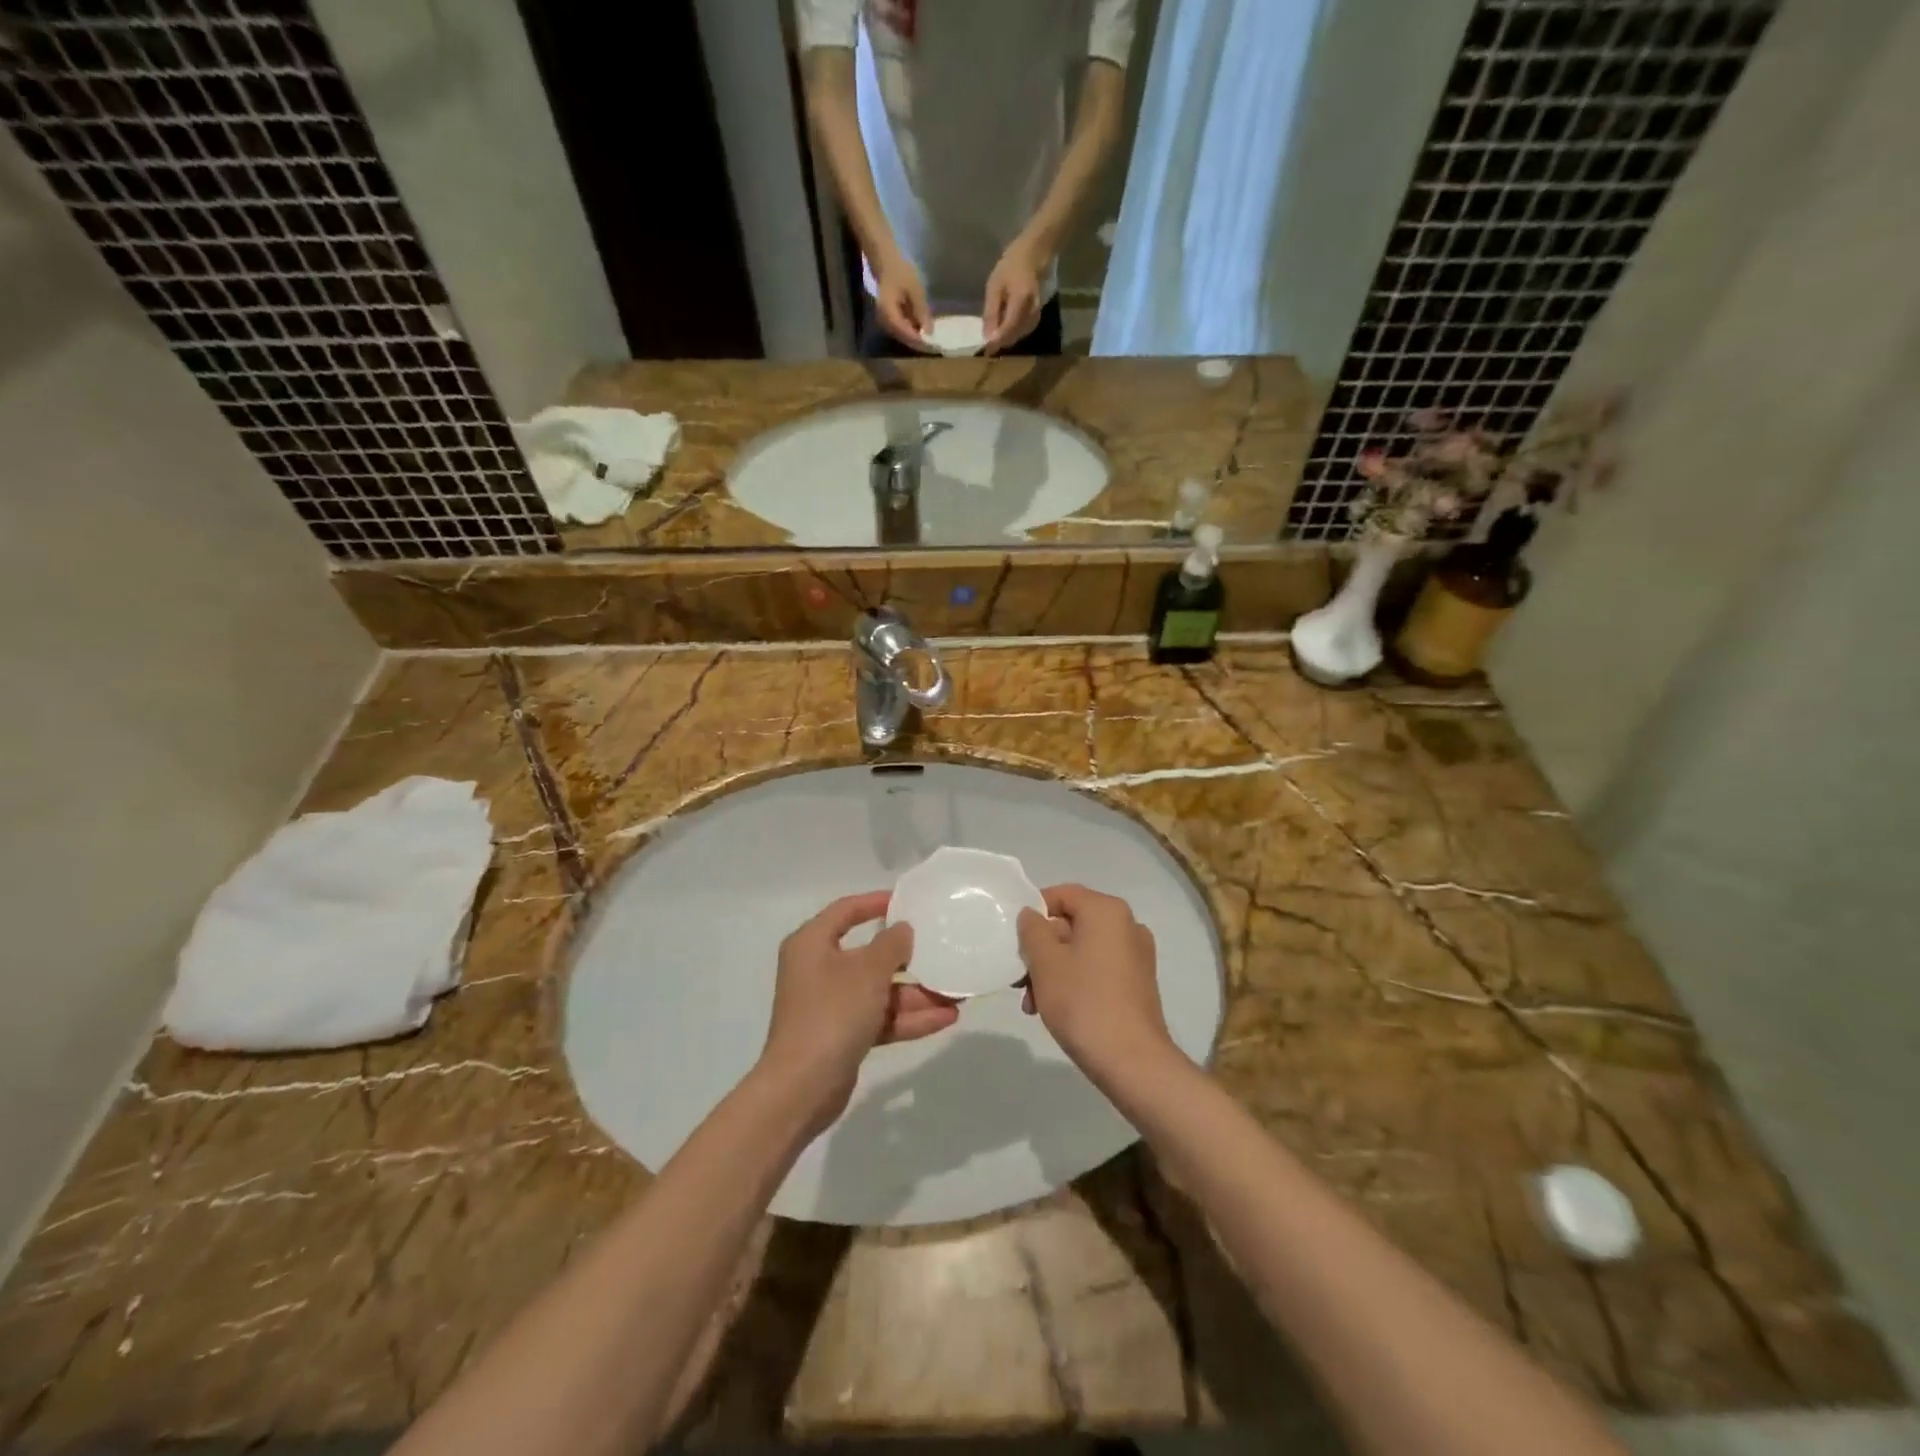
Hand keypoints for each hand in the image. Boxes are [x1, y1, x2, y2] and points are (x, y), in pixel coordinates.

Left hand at [758, 891, 957, 1133]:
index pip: (846, 910)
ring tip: (958, 994)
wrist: (802, 1088)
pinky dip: (908, 1018)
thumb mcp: (867, 972)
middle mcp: (819, 969)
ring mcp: (831, 1005)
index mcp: (812, 943)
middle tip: (941, 951)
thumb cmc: (832, 1013)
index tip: (908, 901)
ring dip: (916, 994)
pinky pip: (879, 1018)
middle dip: (909, 960)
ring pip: (879, 991)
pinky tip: (945, 1018)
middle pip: (869, 955)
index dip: (876, 902)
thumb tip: (902, 930)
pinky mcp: (843, 1035)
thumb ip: (891, 945)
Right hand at [873, 252, 935, 351]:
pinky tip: (924, 331)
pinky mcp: (889, 320)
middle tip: (936, 346)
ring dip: (917, 339)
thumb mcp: (915, 289)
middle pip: (904, 339)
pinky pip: (902, 330)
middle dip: (920, 343)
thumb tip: (929, 332)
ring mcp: (886, 322)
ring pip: (903, 337)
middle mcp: (884, 322)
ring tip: (932, 340)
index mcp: (889, 314)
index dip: (920, 341)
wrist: (886, 262)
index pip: (906, 334)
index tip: (934, 345)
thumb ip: (921, 311)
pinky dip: (913, 331)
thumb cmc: (901, 272)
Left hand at [982, 240, 1046, 353]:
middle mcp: (1032, 312)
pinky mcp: (1036, 318)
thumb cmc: (1010, 267)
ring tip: (993, 339)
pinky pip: (1023, 332)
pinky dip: (1012, 335)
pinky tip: (1003, 332)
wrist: (1033, 257)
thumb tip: (987, 337)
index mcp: (1021, 301)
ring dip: (1005, 340)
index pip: (1008, 329)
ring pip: (1018, 336)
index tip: (985, 351)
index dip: (996, 342)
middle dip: (1000, 343)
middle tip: (986, 346)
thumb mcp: (995, 286)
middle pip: (1014, 336)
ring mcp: (1036, 315)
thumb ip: (991, 312)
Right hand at [1016, 884, 1174, 1087]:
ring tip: (1033, 1003)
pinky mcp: (1138, 983)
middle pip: (1071, 924)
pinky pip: (1097, 969)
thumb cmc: (1083, 1002)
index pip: (1062, 894)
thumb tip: (1032, 915)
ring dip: (1053, 970)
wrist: (1132, 1062)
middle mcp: (1127, 925)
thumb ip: (1032, 930)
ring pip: (1082, 950)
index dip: (1033, 912)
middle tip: (1020, 979)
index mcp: (1107, 911)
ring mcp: (1136, 955)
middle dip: (1041, 949)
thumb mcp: (1045, 962)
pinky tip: (1055, 1009)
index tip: (1015, 940)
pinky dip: (1074, 981)